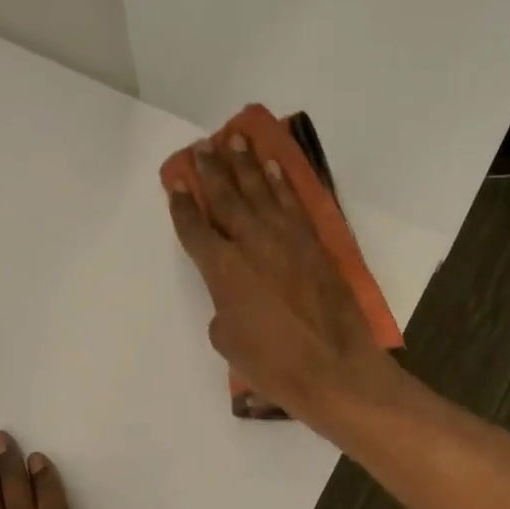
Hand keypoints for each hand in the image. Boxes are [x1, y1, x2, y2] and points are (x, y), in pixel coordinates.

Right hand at [167, 136, 398, 424]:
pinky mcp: (313, 243)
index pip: (195, 228)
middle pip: (226, 198)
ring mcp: (286, 239)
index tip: (176, 182)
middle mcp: (251, 244)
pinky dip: (281, 183)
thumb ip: (223, 305)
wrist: (334, 368)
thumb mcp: (228, 340)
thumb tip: (232, 290)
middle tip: (202, 147)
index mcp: (223, 270)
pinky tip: (273, 167)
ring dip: (245, 164)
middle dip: (211, 171)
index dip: (182, 204)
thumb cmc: (273, 364)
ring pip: (260, 192)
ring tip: (234, 140)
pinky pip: (293, 204)